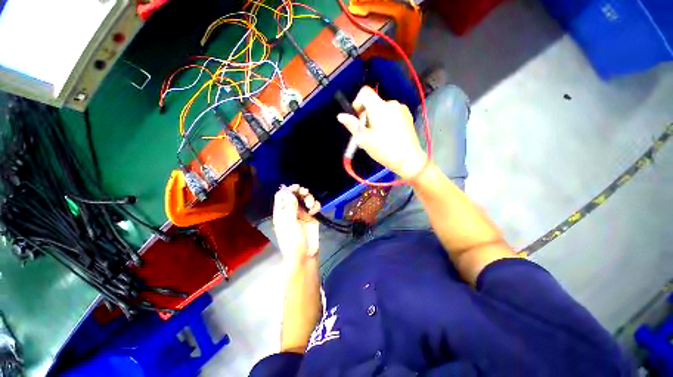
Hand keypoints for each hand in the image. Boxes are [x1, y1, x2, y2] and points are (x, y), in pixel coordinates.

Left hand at [273, 184, 320, 266]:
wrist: (304, 256)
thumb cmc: (292, 241)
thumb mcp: (290, 223)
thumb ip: (290, 207)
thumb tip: (289, 192)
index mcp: (282, 212)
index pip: (281, 196)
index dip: (287, 190)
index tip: (296, 188)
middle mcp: (291, 210)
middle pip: (295, 195)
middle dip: (301, 192)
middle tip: (305, 193)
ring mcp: (303, 213)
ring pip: (306, 199)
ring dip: (309, 198)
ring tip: (310, 206)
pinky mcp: (312, 217)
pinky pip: (314, 206)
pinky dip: (315, 206)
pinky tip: (314, 211)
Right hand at [337, 86, 426, 179]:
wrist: (409, 160)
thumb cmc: (385, 150)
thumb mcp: (365, 140)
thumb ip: (352, 126)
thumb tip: (340, 116)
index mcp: (380, 108)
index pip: (365, 92)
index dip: (357, 102)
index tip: (358, 118)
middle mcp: (391, 104)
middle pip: (373, 102)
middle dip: (366, 115)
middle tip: (368, 133)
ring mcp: (401, 109)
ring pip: (382, 109)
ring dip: (376, 119)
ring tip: (378, 136)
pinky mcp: (407, 116)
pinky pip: (391, 113)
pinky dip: (386, 120)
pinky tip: (388, 135)